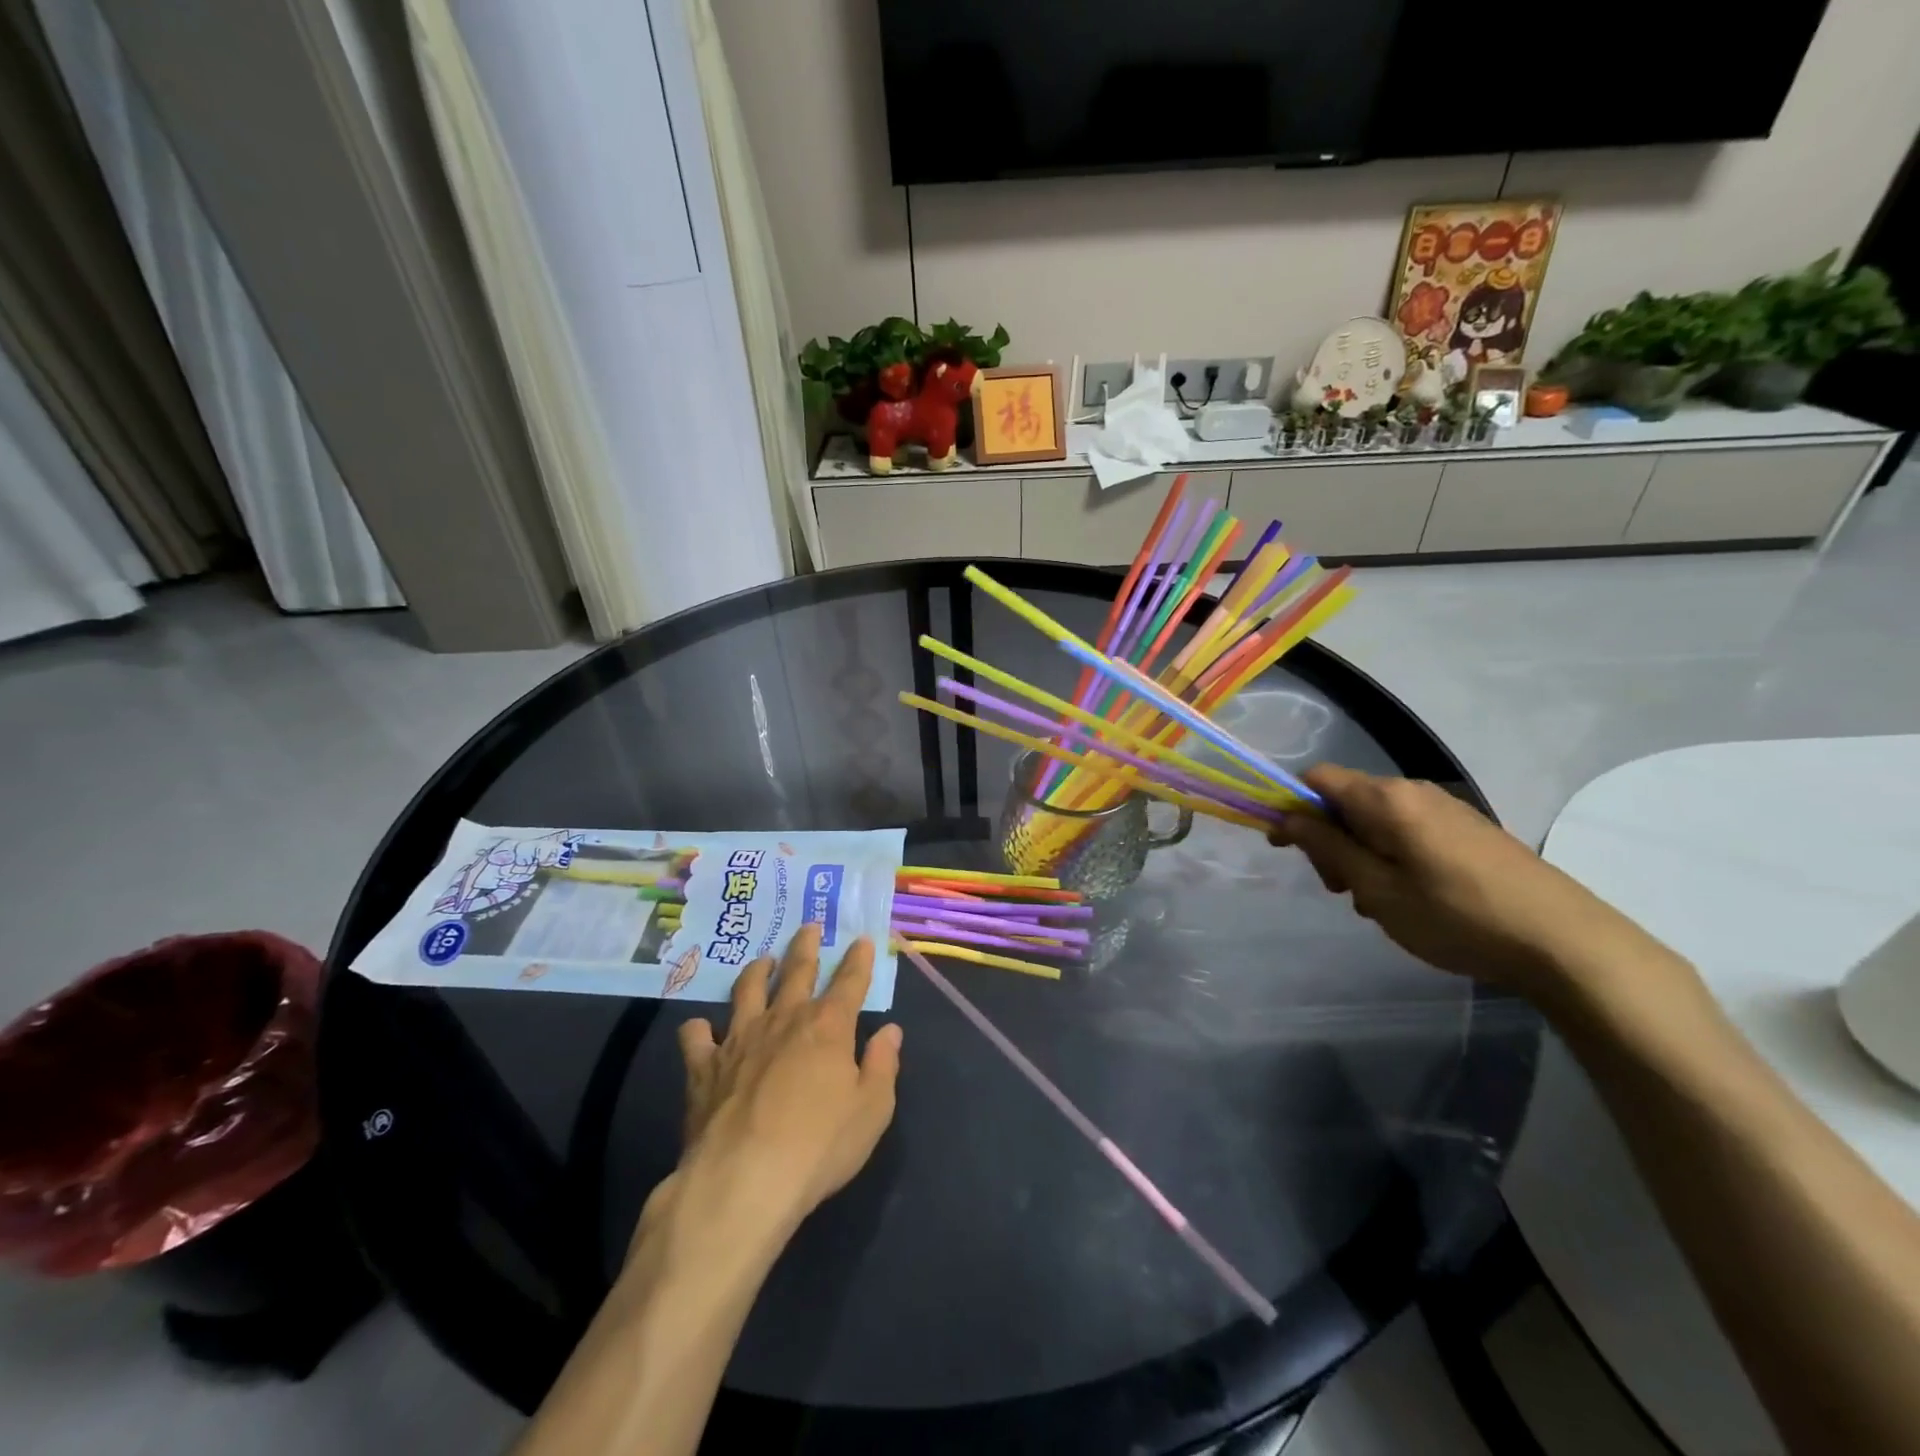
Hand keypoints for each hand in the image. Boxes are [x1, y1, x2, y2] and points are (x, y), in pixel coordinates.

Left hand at [669, 925, 901, 1242]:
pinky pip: (696, 1035)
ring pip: (747, 989)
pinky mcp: (704, 1065)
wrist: (743, 1180)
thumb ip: (882, 1065)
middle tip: (809, 926)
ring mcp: (739, 1038)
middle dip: (806, 946)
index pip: (850, 981)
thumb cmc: (818, 1146)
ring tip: (762, 960)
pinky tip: (701, 1028)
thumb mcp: (872, 1110)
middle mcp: (784, 1019)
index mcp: (828, 1026)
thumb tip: (890, 1031)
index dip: (859, 959)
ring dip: (757, 970)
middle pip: (797, 971)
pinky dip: (699, 1028)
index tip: (862, 940)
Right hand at [1270, 764, 1662, 1001]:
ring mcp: (1447, 808)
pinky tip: (1410, 897)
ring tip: (1376, 902)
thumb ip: (1327, 847)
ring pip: (1377, 819)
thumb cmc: (1457, 916)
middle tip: (1339, 889)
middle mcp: (1414, 790)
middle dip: (1328, 838)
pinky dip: (1391, 856)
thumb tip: (1287, 816)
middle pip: (1346, 799)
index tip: (1285, 848)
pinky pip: (1408, 830)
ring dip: (1359, 852)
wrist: (1567, 943)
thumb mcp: (1377, 889)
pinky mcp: (1470, 830)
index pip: (1316, 779)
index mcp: (1386, 798)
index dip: (1290, 806)